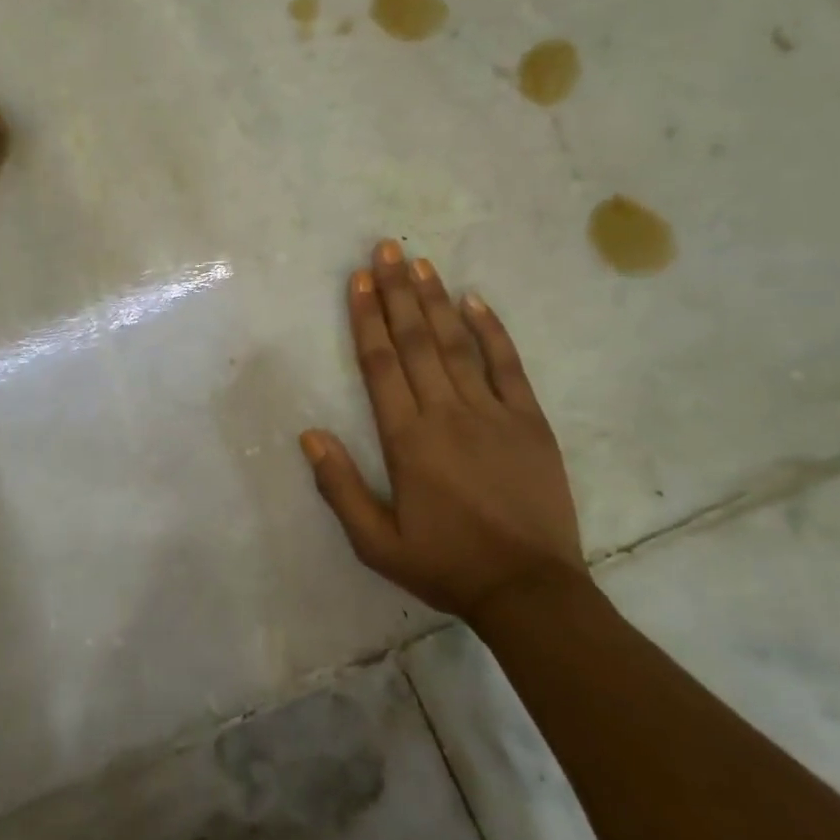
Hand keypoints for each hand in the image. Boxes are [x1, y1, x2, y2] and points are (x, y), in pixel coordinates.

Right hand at [300, 239, 585, 617]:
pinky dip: (492, 331)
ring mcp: (492, 414)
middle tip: (386, 249)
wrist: (529, 590)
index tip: (359, 280)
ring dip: (435, 301)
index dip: (367, 319)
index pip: (380, 365)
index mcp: (407, 440)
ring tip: (420, 263)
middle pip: (415, 342)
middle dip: (397, 292)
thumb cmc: (445, 565)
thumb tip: (310, 435)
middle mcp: (446, 414)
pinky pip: (508, 366)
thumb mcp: (376, 542)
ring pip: (457, 345)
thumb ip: (340, 488)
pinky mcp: (529, 422)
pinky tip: (476, 301)